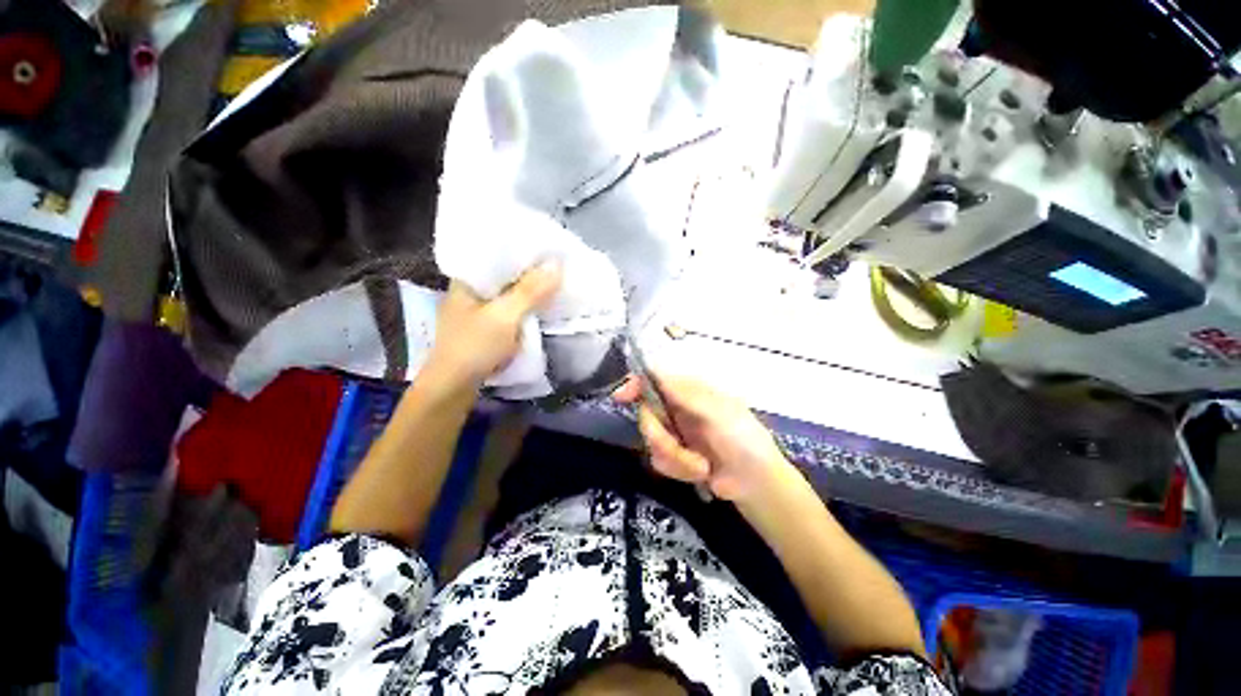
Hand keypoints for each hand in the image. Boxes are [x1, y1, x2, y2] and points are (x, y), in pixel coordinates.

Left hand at [425, 261, 561, 388]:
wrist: (453, 388)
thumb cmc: (474, 347)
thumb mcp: (504, 316)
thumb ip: (530, 291)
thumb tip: (557, 264)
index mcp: (467, 280)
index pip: (496, 254)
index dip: (522, 251)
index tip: (547, 250)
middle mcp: (470, 291)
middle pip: (504, 275)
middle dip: (530, 272)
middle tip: (556, 267)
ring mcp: (476, 311)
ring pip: (507, 293)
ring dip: (528, 291)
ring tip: (553, 282)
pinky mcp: (483, 327)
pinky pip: (508, 309)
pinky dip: (523, 307)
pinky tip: (539, 306)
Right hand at [613, 374, 790, 501]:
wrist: (756, 484)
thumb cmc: (744, 440)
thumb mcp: (718, 413)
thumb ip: (685, 395)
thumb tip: (655, 372)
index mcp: (691, 392)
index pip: (655, 379)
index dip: (635, 384)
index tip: (621, 397)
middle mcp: (679, 408)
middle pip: (647, 414)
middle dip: (661, 437)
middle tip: (678, 449)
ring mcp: (676, 432)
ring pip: (651, 441)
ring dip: (675, 458)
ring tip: (701, 466)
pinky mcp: (675, 455)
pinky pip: (658, 460)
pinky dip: (678, 469)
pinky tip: (699, 473)